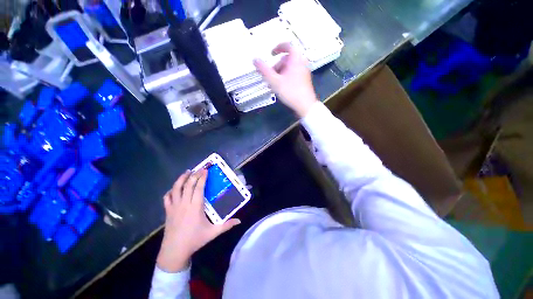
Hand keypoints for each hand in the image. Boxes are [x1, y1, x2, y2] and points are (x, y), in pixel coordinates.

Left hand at [156, 169, 240, 272]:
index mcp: (195, 207)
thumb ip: (226, 226)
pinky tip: (175, 188)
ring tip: (187, 172)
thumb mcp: (213, 233)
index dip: (202, 177)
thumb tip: (239, 221)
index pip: (198, 188)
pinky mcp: (168, 211)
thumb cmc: (195, 240)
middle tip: (200, 169)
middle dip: (194, 175)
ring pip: (176, 188)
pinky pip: (167, 197)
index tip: (206, 170)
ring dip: (181, 179)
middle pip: (188, 185)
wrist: (174, 251)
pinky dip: (171, 190)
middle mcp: (184, 204)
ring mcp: (174, 207)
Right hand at [253, 43, 318, 117]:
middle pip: (287, 59)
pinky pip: (293, 74)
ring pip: (289, 68)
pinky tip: (280, 87)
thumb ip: (264, 70)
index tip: (271, 54)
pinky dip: (285, 77)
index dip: (278, 47)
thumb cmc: (290, 91)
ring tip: (274, 84)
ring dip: (280, 73)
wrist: (305, 105)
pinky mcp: (304, 80)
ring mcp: (304, 72)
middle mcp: (301, 63)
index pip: (287, 45)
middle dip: (276, 66)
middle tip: (270, 75)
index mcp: (296, 59)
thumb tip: (255, 60)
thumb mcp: (274, 81)